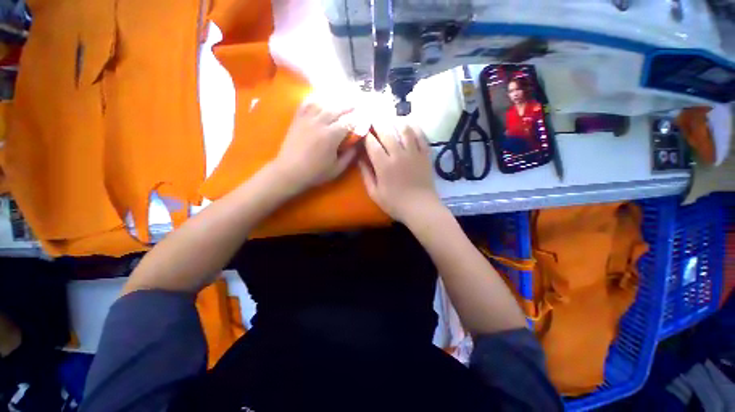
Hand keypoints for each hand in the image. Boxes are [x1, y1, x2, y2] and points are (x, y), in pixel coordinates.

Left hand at [271, 97, 356, 192]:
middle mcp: (319, 123)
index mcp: (331, 136)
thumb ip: (349, 156)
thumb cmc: (315, 173)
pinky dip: (315, 100)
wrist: (290, 171)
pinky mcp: (297, 119)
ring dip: (334, 102)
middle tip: (356, 105)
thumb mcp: (337, 169)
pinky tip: (320, 99)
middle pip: (336, 109)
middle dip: (348, 106)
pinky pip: (306, 104)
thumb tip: (358, 144)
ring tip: (340, 101)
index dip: (357, 120)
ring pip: (323, 104)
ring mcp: (307, 119)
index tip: (363, 119)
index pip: (348, 122)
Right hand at [359, 120, 441, 222]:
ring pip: (405, 129)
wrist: (420, 208)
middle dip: (377, 122)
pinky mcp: (425, 155)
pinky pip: (421, 136)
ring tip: (390, 118)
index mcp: (383, 165)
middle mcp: (398, 154)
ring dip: (395, 121)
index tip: (361, 128)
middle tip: (372, 117)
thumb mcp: (374, 193)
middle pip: (387, 131)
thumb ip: (366, 175)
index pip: (371, 143)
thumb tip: (359, 159)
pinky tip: (409, 123)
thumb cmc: (395, 203)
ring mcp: (414, 153)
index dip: (365, 133)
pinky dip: (415, 127)